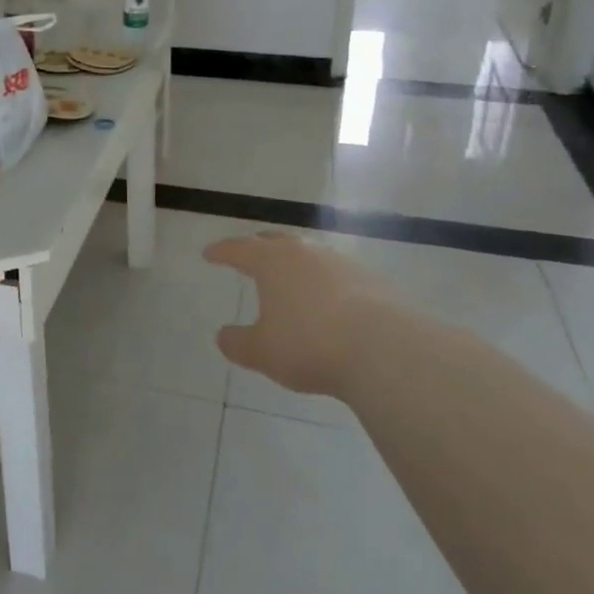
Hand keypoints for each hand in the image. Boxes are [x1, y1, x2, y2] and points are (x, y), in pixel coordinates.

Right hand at [204, 232, 400, 395]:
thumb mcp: (262, 352)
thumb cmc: (309, 344)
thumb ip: (238, 343)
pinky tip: (328, 301)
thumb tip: (223, 336)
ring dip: (296, 263)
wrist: (384, 349)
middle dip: (259, 247)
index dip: (221, 252)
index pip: (238, 249)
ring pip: (310, 254)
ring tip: (290, 279)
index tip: (209, 254)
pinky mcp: (372, 280)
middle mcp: (304, 252)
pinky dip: (325, 282)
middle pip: (276, 241)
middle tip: (249, 255)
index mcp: (271, 261)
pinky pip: (338, 274)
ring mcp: (341, 262)